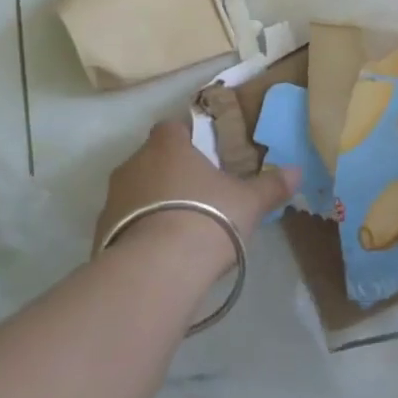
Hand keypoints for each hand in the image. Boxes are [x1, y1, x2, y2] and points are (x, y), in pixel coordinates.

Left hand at [94, 117, 300, 281]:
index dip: (187, 139)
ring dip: (152, 204)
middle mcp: (134, 162)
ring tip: (178, 230)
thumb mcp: (248, 203)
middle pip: (152, 159)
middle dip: (170, 173)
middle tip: (197, 196)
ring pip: (135, 192)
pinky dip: (138, 233)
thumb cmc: (207, 218)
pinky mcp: (101, 233)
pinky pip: (123, 225)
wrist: (157, 270)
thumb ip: (270, 185)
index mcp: (167, 144)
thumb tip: (296, 171)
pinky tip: (159, 255)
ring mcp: (113, 198)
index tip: (205, 158)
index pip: (173, 127)